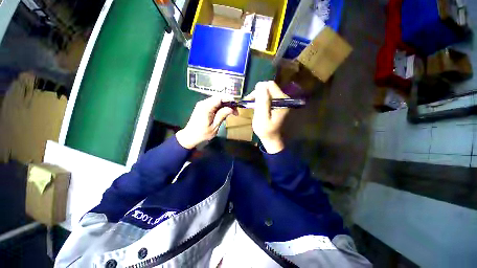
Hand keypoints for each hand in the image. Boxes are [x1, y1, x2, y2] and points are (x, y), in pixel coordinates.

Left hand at [176, 96, 235, 148]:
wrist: (190, 136)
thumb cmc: (202, 133)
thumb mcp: (214, 126)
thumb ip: (222, 116)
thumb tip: (231, 108)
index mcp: (206, 107)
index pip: (219, 97)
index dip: (229, 99)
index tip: (237, 105)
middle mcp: (204, 103)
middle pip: (219, 98)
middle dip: (229, 103)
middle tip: (236, 111)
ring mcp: (203, 104)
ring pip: (217, 101)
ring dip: (226, 105)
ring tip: (232, 112)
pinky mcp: (203, 107)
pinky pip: (214, 104)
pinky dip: (221, 107)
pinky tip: (225, 112)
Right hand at [247, 81, 288, 153]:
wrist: (272, 138)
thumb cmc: (266, 130)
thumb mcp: (262, 118)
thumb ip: (262, 102)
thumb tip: (260, 85)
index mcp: (282, 101)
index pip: (269, 85)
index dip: (258, 90)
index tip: (250, 99)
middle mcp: (284, 98)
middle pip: (268, 87)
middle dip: (257, 93)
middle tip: (250, 103)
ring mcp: (282, 100)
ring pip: (267, 91)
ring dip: (258, 97)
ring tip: (252, 105)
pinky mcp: (279, 103)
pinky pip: (268, 96)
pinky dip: (261, 100)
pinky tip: (258, 106)